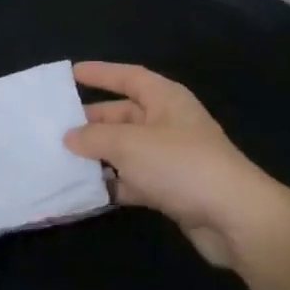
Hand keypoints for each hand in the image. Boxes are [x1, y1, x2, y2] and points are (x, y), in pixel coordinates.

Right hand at [62, 62, 289, 269]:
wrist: (233, 216)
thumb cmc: (180, 165)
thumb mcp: (130, 144)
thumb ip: (95, 137)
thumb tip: (70, 136)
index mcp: (165, 99)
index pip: (128, 76)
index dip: (101, 73)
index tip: (72, 73)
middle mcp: (168, 122)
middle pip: (124, 114)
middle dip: (92, 121)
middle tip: (55, 127)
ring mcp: (171, 157)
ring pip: (126, 150)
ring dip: (99, 156)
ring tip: (61, 160)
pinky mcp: (172, 189)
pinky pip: (134, 179)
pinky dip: (113, 183)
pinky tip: (86, 192)